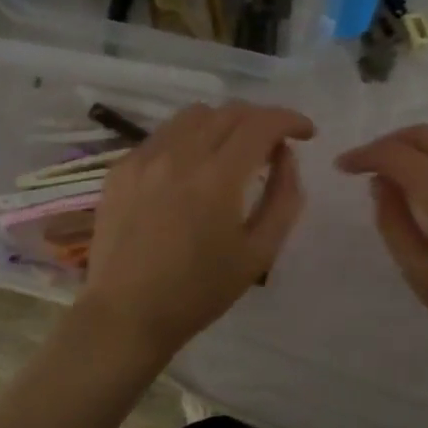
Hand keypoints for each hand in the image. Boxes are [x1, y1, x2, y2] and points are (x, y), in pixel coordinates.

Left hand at [82, 101, 314, 359]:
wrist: (126, 315)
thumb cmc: (199, 292)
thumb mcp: (259, 253)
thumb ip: (283, 198)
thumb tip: (285, 157)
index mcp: (217, 177)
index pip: (261, 123)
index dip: (290, 119)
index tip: (305, 133)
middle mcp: (179, 155)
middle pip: (229, 111)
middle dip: (260, 120)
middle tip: (273, 145)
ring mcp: (144, 158)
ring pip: (193, 115)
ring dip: (224, 123)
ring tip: (233, 151)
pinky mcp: (121, 168)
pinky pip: (164, 135)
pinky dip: (189, 138)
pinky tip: (192, 168)